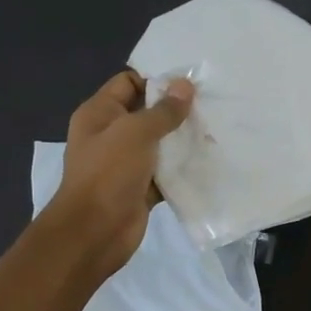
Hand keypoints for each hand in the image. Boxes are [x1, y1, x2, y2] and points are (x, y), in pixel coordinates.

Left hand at [45, 70, 193, 275]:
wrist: (94, 231)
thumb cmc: (108, 173)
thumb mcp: (135, 132)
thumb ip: (163, 110)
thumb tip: (185, 85)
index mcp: (100, 113)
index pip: (128, 83)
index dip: (156, 79)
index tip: (190, 83)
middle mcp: (111, 134)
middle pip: (147, 112)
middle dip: (176, 109)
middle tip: (210, 104)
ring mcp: (126, 163)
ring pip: (159, 143)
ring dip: (183, 139)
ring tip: (215, 129)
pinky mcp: (141, 187)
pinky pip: (165, 171)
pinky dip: (183, 167)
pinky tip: (209, 160)